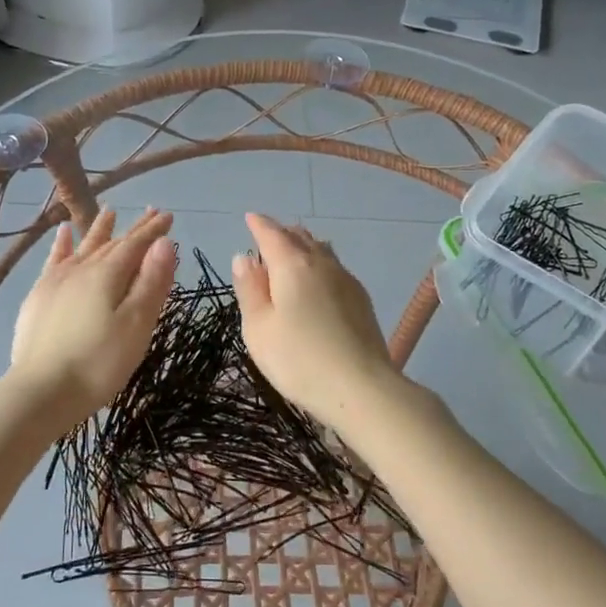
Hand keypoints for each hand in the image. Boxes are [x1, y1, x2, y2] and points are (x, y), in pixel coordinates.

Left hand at [9, 207, 176, 428]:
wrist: (41, 391)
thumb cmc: (99, 363)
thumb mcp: (136, 326)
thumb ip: (151, 283)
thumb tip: (164, 243)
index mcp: (108, 275)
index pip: (136, 244)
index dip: (154, 230)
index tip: (168, 215)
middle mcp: (81, 268)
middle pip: (112, 243)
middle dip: (133, 229)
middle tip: (150, 213)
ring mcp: (56, 281)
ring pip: (83, 247)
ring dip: (99, 230)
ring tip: (108, 212)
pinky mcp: (38, 296)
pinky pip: (53, 260)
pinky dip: (61, 244)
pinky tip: (63, 233)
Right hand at [230, 212, 402, 431]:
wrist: (361, 388)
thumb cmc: (298, 360)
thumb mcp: (258, 328)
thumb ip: (249, 289)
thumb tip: (244, 257)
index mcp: (292, 265)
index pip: (271, 234)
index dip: (258, 225)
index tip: (250, 218)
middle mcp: (322, 263)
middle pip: (300, 237)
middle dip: (282, 233)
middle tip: (268, 235)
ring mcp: (346, 280)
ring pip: (321, 250)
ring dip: (304, 246)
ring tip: (293, 252)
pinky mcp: (361, 299)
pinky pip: (335, 268)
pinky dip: (320, 264)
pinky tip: (318, 279)